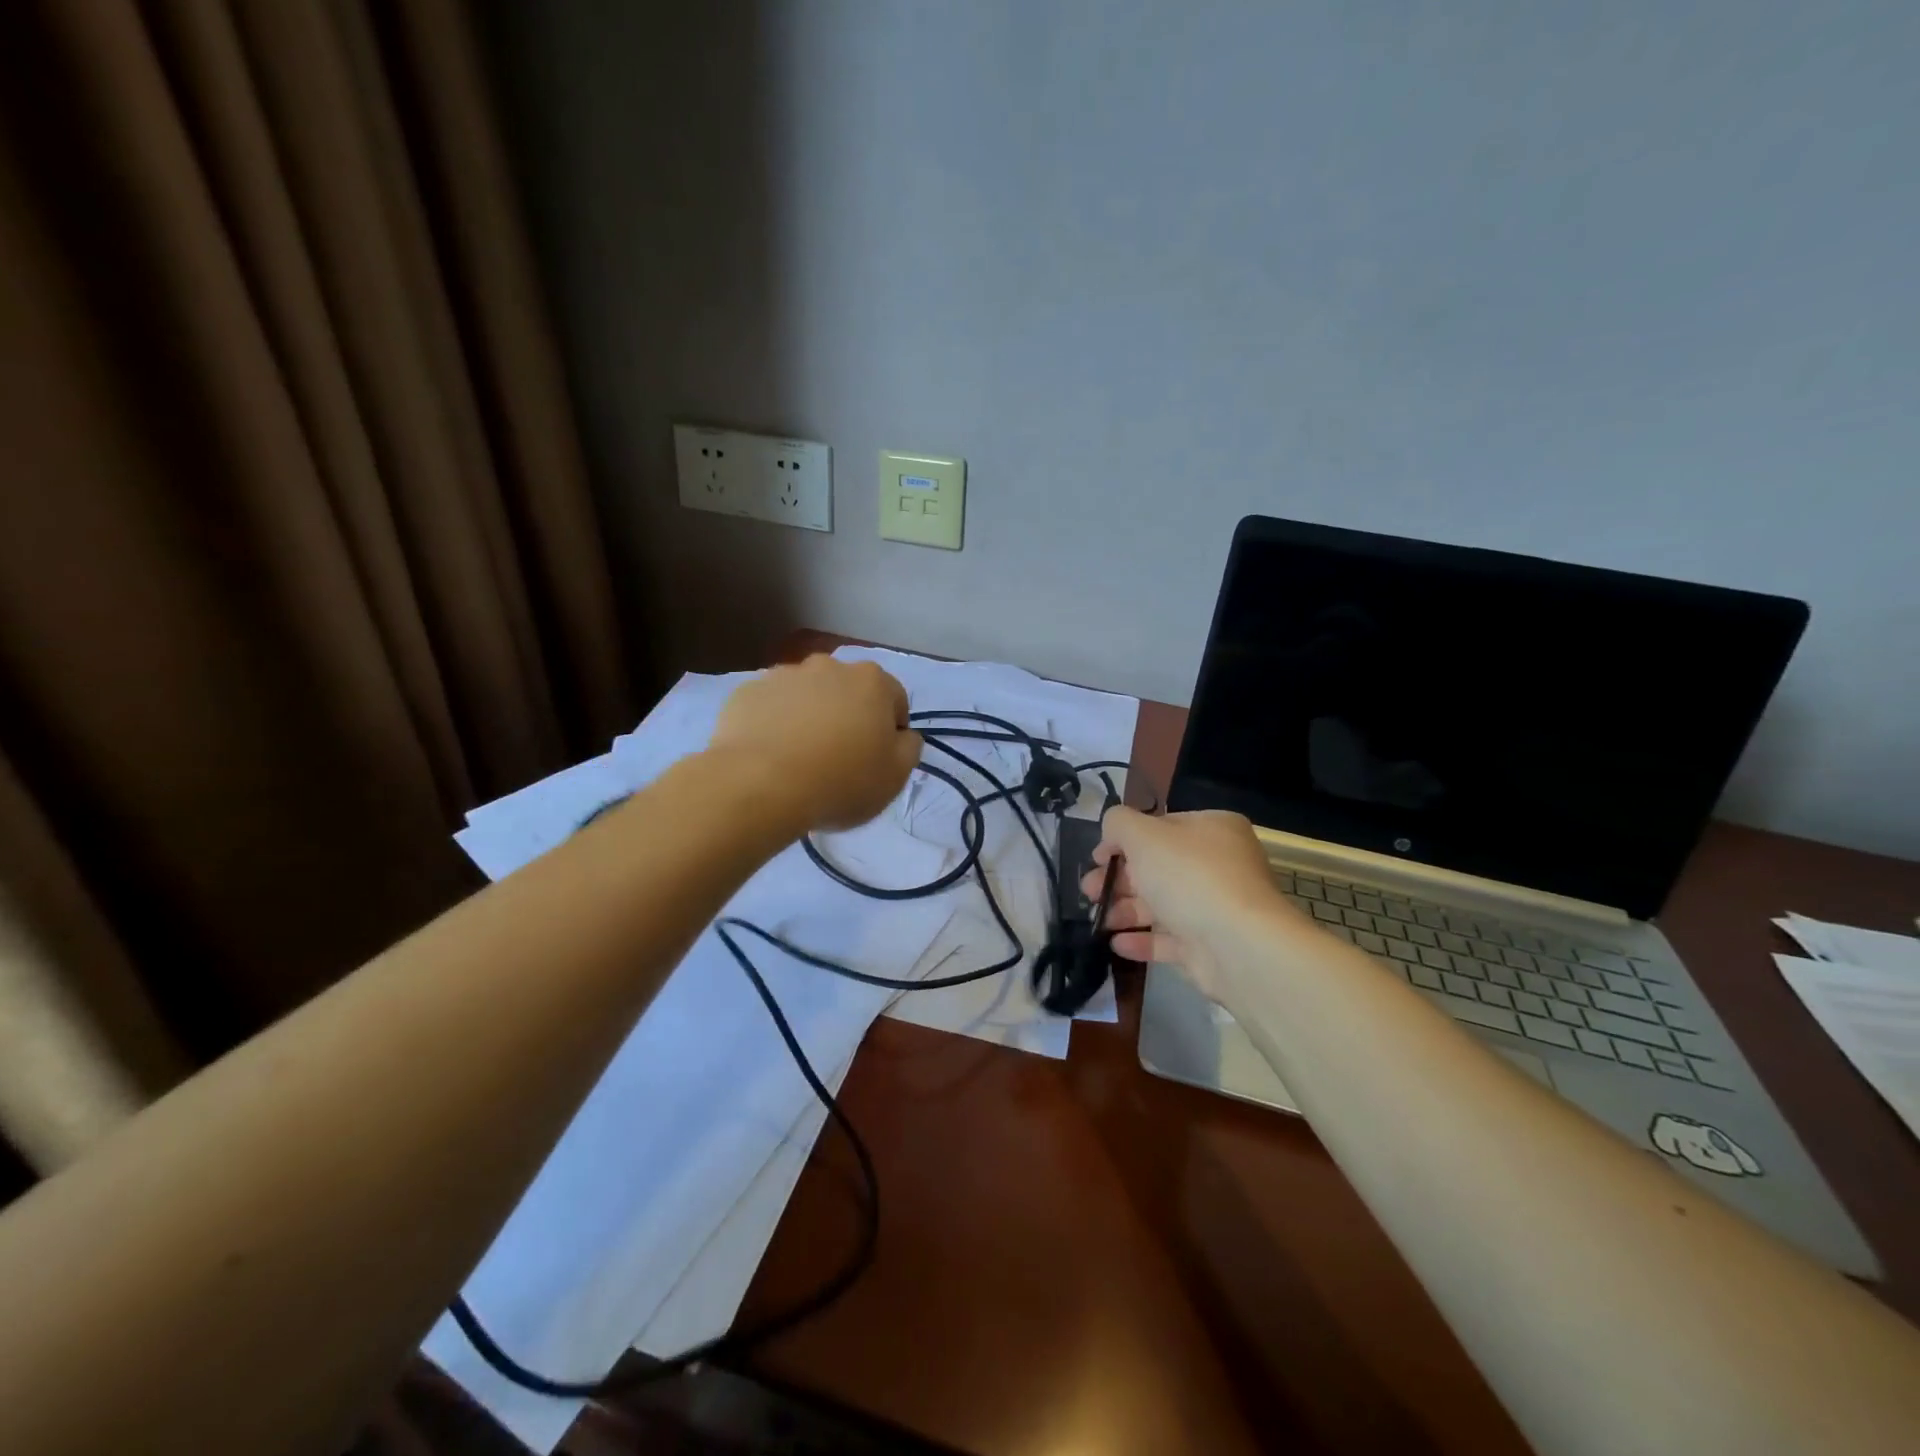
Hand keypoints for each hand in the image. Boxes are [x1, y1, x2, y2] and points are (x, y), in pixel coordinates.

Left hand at [710, 655, 922, 830]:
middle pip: (847, 692)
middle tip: (839, 758)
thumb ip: (909, 747)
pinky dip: (773, 724)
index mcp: (872, 681)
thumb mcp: (896, 776)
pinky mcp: (746, 692)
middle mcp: (829, 666)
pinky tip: (769, 756)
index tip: (878, 761)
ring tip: (799, 759)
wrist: (760, 786)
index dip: (891, 732)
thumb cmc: (841, 781)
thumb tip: (903, 734)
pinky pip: (770, 707)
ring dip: (809, 717)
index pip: (895, 700)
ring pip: (806, 696)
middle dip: (848, 717)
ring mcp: (783, 675)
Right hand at [1081, 807, 1294, 1004]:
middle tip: (1089, 891)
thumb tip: (1111, 832)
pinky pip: (1170, 939)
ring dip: (1124, 910)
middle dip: (1118, 880)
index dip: (1123, 840)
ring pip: (1161, 904)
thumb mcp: (1143, 835)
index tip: (1096, 857)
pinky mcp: (1210, 946)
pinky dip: (1142, 941)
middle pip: (1157, 868)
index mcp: (1211, 829)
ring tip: (1098, 921)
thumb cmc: (1189, 876)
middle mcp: (1218, 864)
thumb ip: (1119, 824)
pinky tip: (1115, 943)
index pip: (1160, 827)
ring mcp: (1216, 907)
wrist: (1238, 945)